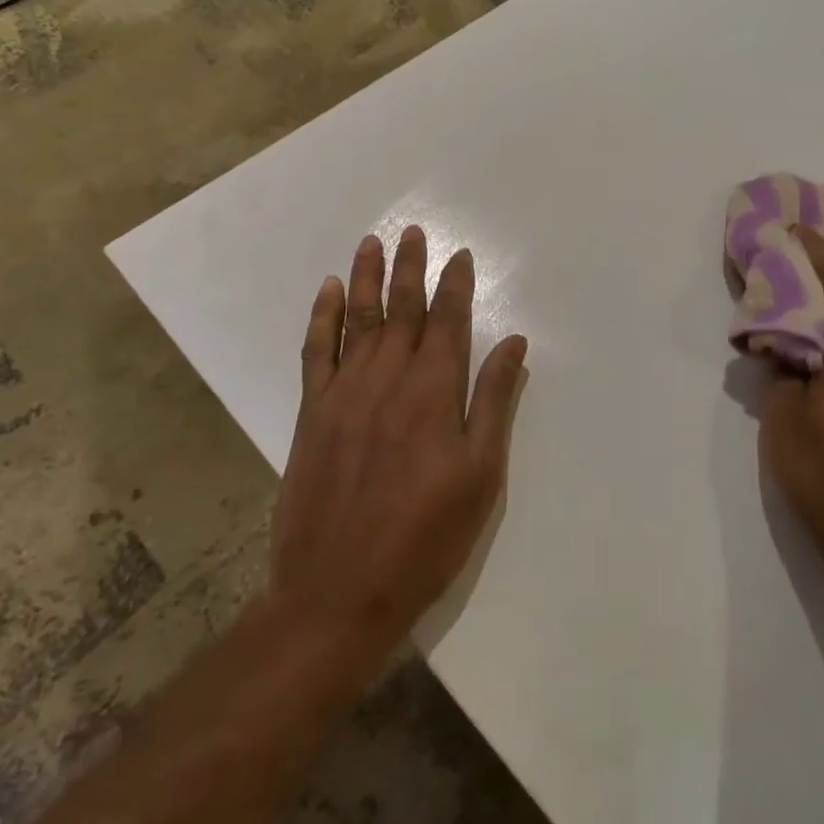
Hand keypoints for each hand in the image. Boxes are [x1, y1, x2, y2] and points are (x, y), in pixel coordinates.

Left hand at [267, 226, 528, 654]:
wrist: (337, 592)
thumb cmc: (425, 536)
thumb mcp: (480, 475)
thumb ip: (494, 402)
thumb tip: (512, 343)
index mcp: (433, 391)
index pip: (447, 320)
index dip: (454, 285)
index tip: (459, 255)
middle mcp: (387, 378)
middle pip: (401, 309)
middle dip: (410, 268)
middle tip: (414, 232)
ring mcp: (343, 393)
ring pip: (358, 320)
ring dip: (367, 277)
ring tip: (372, 242)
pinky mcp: (312, 413)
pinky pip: (316, 351)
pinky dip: (323, 317)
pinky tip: (329, 292)